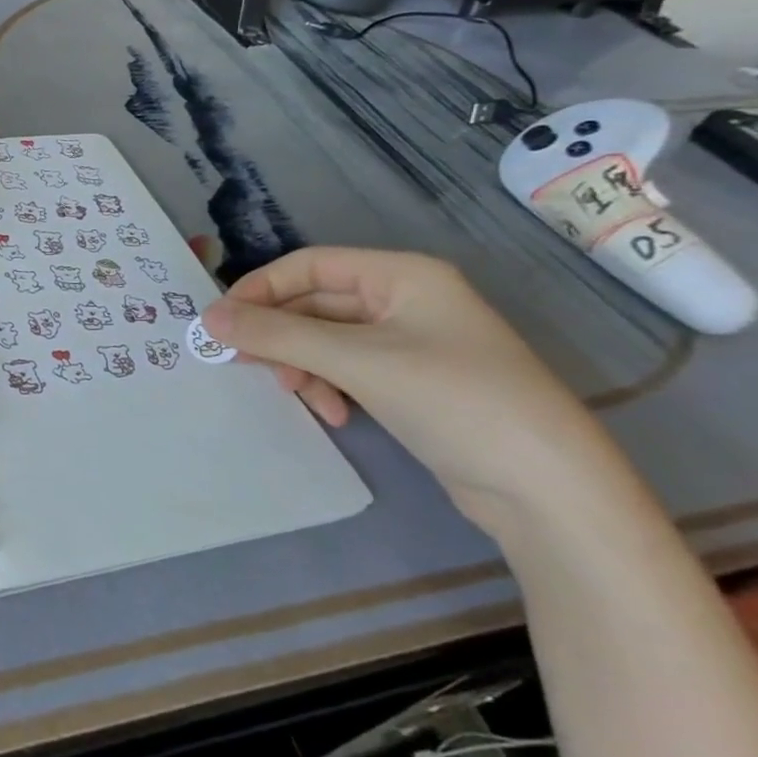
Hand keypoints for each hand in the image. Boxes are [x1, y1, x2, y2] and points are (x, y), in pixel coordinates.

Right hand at [203, 248, 629, 523]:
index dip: (260, 289)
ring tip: (298, 396)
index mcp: (401, 275)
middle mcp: (404, 300)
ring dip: (302, 364)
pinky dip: (330, 386)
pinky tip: (334, 414)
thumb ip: (277, 336)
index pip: (308, 265)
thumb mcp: (356, 361)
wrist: (549, 491)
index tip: (221, 325)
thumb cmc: (454, 401)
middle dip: (280, 335)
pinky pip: (348, 368)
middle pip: (314, 304)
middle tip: (245, 365)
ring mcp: (409, 342)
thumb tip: (207, 318)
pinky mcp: (411, 381)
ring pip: (326, 339)